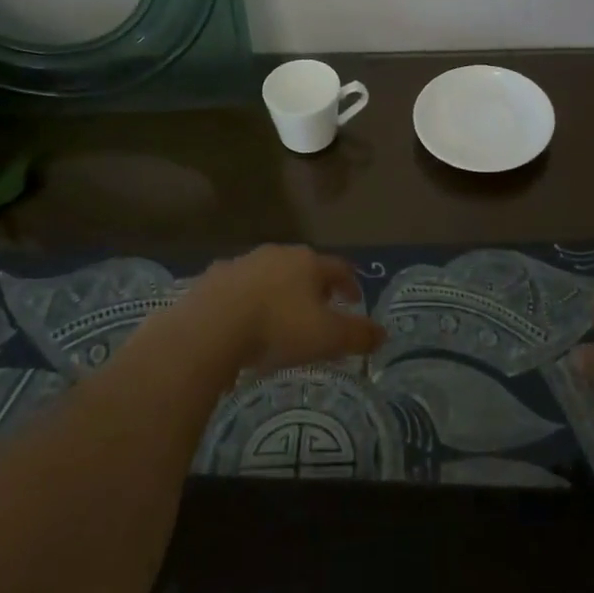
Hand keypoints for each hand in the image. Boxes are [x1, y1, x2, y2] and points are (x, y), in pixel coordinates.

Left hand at [181, 244, 385, 373]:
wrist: (210, 328)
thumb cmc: (278, 328)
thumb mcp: (328, 337)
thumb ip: (358, 335)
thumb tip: (383, 334)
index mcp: (308, 262)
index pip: (340, 268)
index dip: (351, 285)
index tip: (354, 301)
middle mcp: (277, 254)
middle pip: (303, 267)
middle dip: (313, 286)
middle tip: (319, 309)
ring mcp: (242, 263)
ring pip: (269, 275)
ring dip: (278, 292)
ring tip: (279, 318)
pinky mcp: (213, 278)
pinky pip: (238, 288)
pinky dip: (246, 301)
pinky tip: (243, 323)